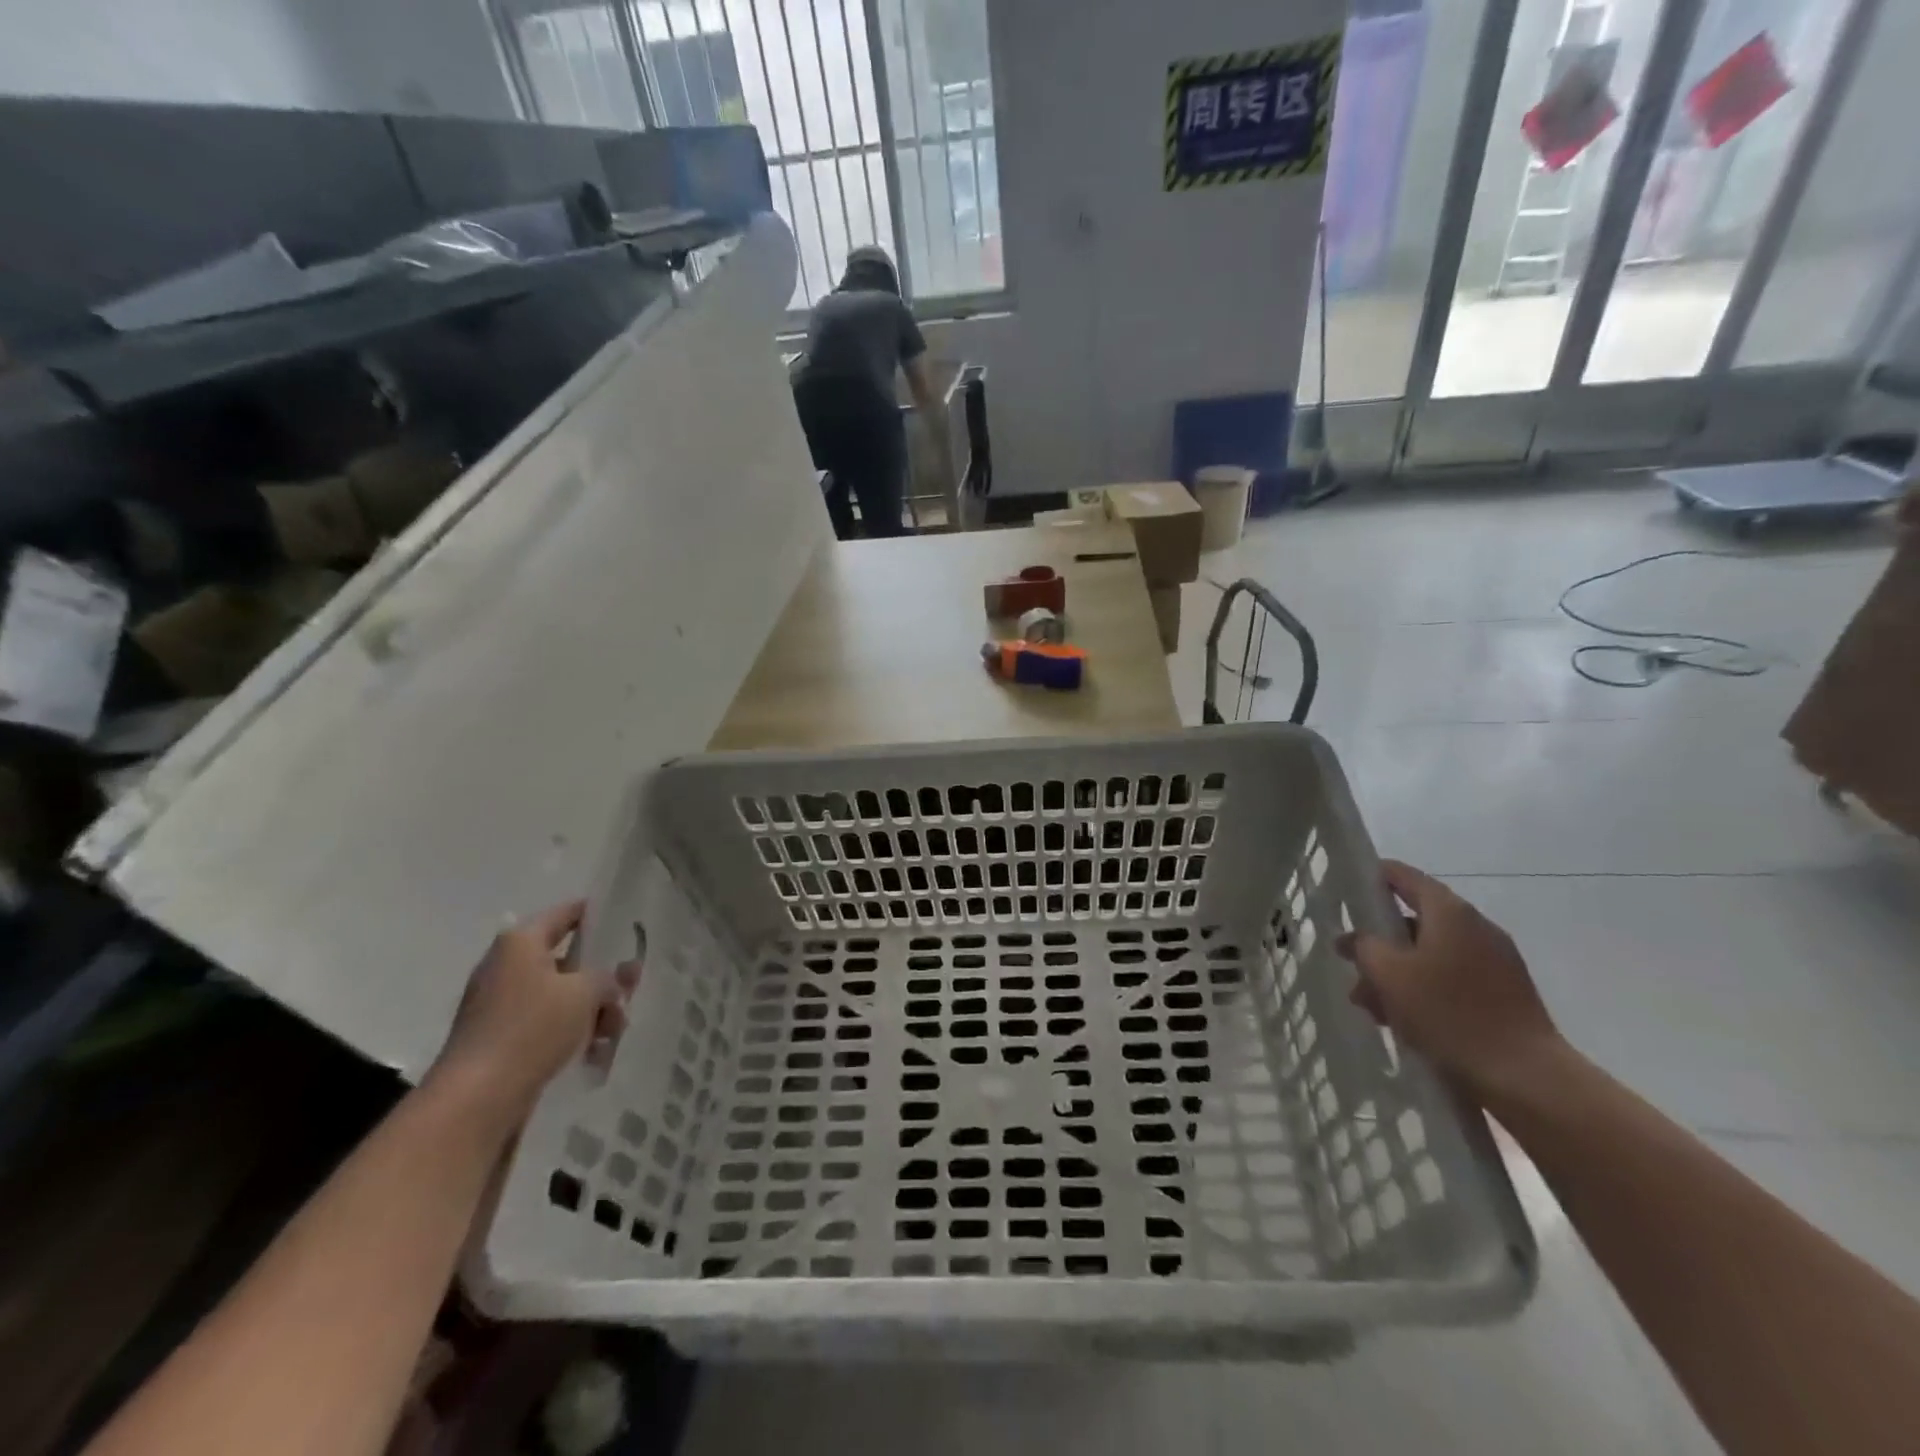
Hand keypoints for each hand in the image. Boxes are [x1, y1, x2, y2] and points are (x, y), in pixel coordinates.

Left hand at [428, 901, 632, 1124]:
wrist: (476, 1098)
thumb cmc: (531, 1028)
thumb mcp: (585, 993)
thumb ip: (609, 978)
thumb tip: (616, 979)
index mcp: (520, 943)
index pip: (566, 913)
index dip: (597, 914)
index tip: (626, 923)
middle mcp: (506, 966)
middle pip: (566, 960)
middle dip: (601, 977)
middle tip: (631, 988)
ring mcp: (499, 1004)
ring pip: (560, 995)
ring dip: (591, 1009)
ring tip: (615, 1032)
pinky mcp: (499, 1038)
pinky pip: (545, 1023)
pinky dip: (570, 1031)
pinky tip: (594, 1052)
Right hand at [1336, 860, 1564, 1101]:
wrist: (1526, 1078)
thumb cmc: (1450, 1013)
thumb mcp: (1389, 974)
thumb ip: (1365, 946)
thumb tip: (1359, 938)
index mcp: (1450, 912)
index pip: (1403, 876)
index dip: (1372, 878)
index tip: (1345, 890)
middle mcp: (1476, 928)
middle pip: (1415, 921)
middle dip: (1379, 942)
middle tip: (1349, 964)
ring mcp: (1495, 962)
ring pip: (1430, 955)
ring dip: (1397, 973)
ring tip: (1371, 1005)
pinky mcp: (1504, 994)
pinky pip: (1451, 979)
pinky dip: (1423, 990)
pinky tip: (1403, 1020)